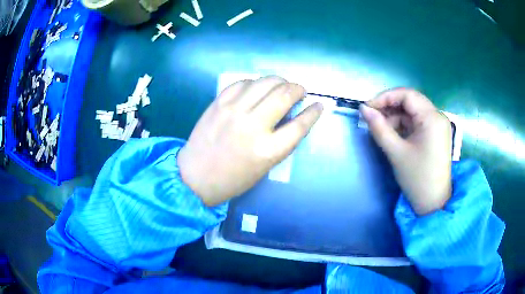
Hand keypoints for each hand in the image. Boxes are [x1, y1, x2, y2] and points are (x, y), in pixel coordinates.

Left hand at [178, 76, 322, 206]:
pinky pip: (242, 83)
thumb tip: (292, 116)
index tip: (318, 105)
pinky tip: (257, 87)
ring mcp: (234, 111)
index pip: (300, 125)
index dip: (313, 112)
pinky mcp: (218, 103)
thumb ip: (281, 141)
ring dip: (279, 81)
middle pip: (284, 95)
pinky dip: (255, 82)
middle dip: (298, 89)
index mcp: (268, 150)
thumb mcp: (265, 166)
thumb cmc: (233, 178)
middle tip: (300, 91)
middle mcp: (253, 126)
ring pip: (265, 82)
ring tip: (281, 85)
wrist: (196, 176)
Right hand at [360, 88, 451, 215]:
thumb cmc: (417, 178)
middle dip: (390, 107)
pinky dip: (405, 125)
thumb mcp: (396, 152)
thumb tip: (363, 109)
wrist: (433, 203)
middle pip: (411, 101)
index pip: (407, 94)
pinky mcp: (436, 134)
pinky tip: (395, 135)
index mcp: (432, 118)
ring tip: (383, 131)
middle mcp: (438, 116)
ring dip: (397, 117)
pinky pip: (418, 121)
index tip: (368, 108)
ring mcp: (438, 125)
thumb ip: (379, 128)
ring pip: (413, 111)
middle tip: (373, 118)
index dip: (385, 97)